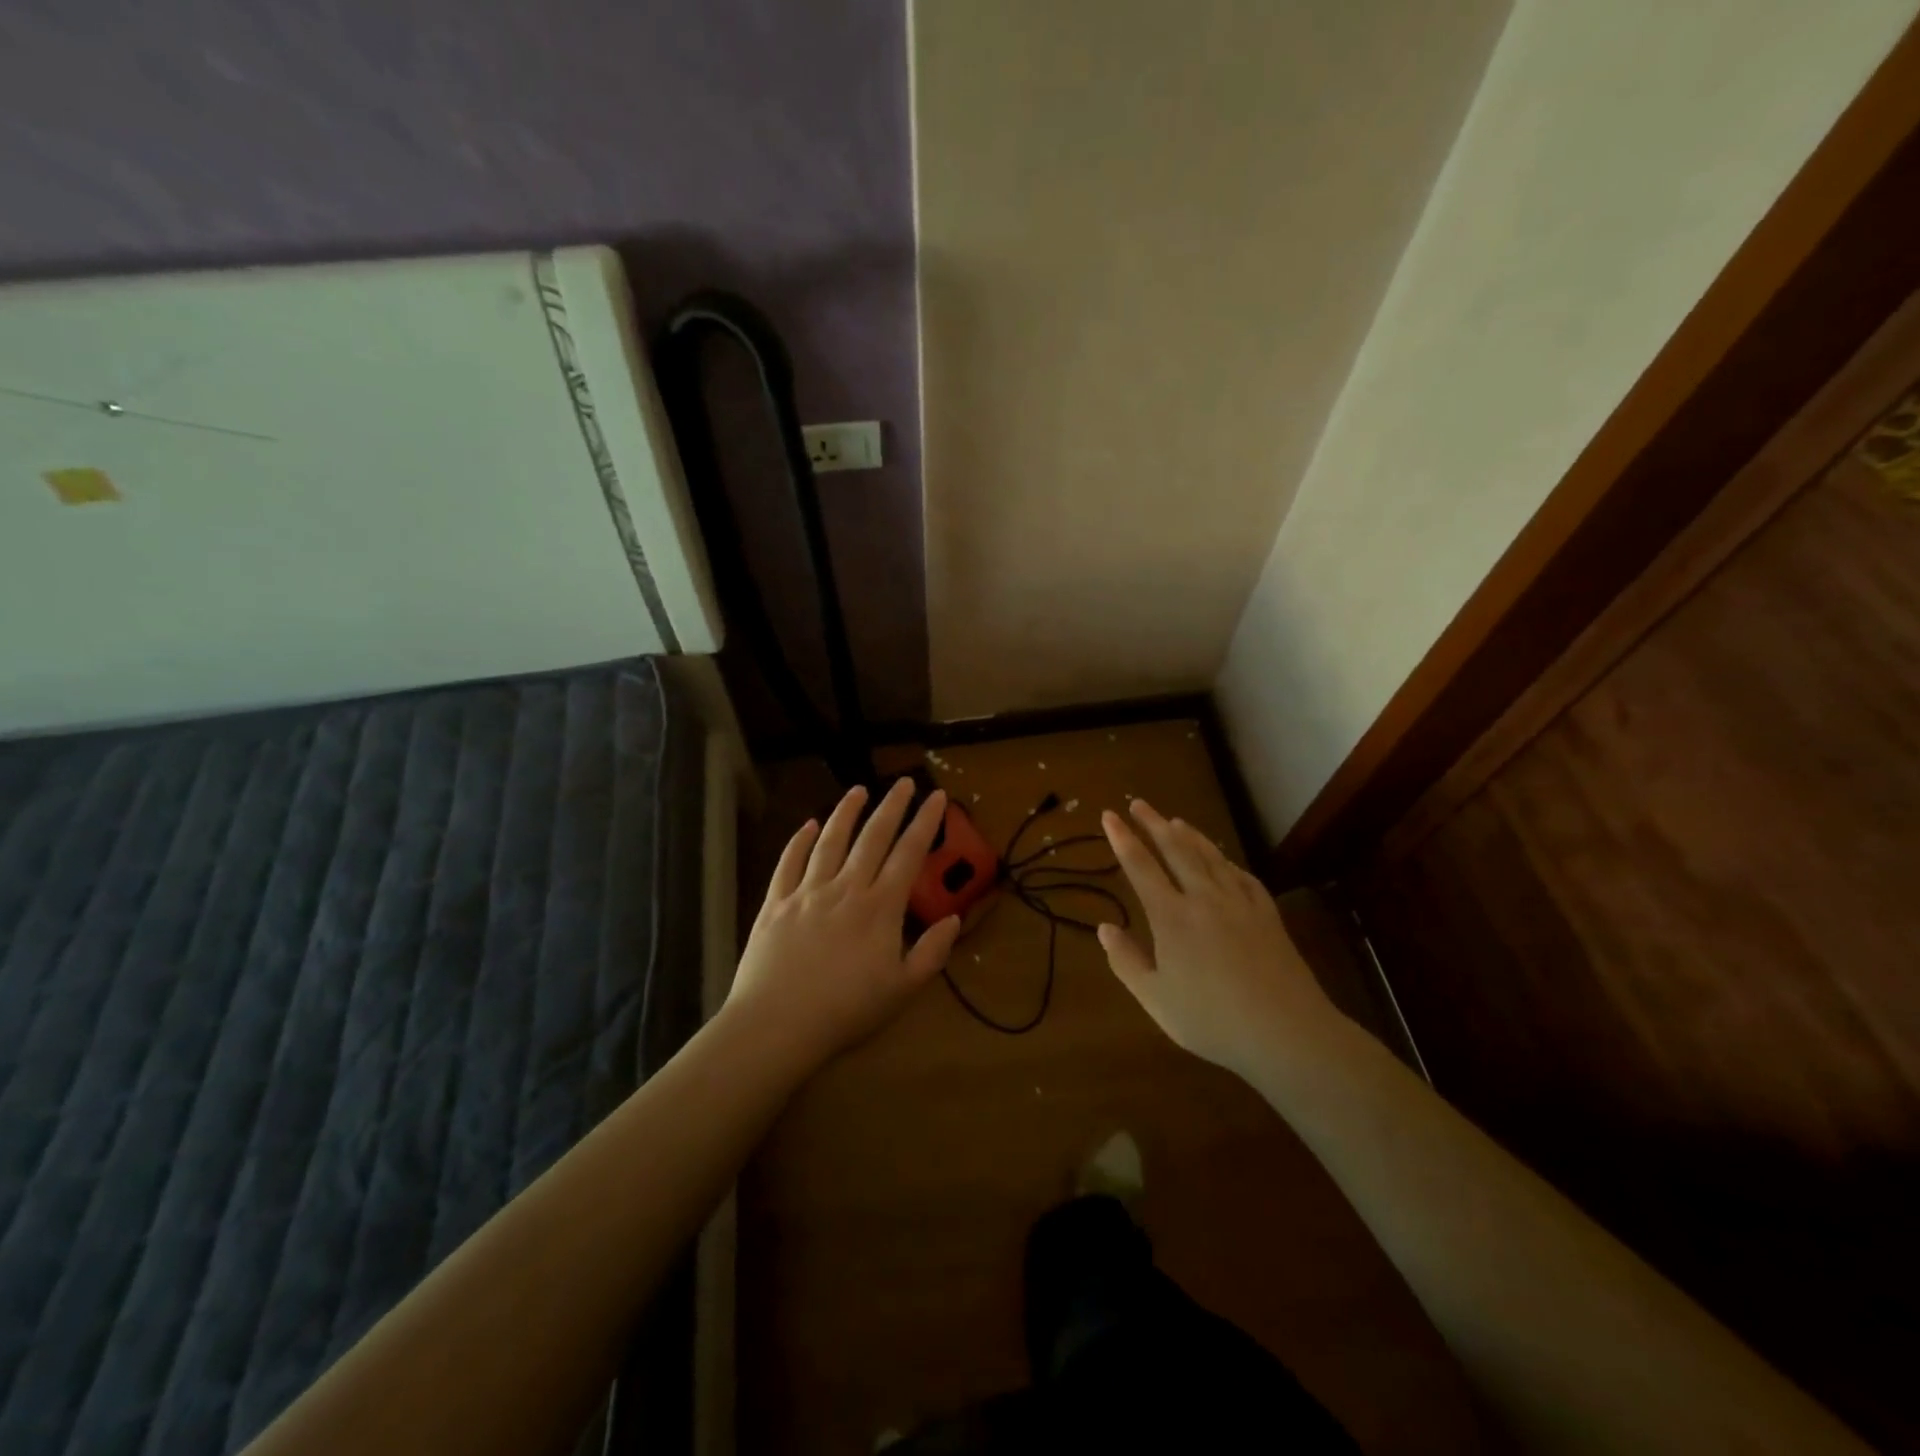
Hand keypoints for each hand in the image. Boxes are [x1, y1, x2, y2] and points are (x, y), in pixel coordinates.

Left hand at [727, 779, 962, 1070]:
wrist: (777, 1024)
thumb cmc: (845, 1011)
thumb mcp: (902, 990)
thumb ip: (931, 953)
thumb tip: (954, 919)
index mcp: (880, 907)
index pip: (908, 854)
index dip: (925, 822)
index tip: (936, 797)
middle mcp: (845, 888)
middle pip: (872, 837)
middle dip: (892, 806)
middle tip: (904, 781)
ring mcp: (807, 892)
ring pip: (830, 840)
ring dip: (846, 812)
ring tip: (859, 789)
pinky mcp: (775, 902)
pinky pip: (789, 862)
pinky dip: (799, 840)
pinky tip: (807, 825)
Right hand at [1097, 799, 1336, 1076]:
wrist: (1286, 1032)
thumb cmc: (1212, 1020)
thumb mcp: (1155, 999)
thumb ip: (1126, 961)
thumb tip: (1104, 928)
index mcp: (1171, 917)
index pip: (1140, 867)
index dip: (1123, 839)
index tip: (1109, 815)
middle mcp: (1204, 899)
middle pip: (1176, 849)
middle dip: (1154, 823)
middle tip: (1139, 803)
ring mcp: (1240, 903)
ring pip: (1210, 857)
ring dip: (1190, 835)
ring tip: (1175, 820)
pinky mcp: (1268, 915)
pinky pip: (1243, 877)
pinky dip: (1227, 862)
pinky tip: (1224, 861)